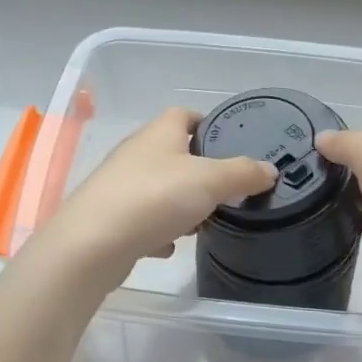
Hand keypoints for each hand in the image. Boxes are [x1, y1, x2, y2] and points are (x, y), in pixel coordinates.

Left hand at [32, 107, 276, 282]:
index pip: (184, 114)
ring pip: (159, 187)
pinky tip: (169, 246)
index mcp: (159, 133)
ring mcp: (119, 185)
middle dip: (199, 170)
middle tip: (225, 189)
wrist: (91, 245)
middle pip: (173, 153)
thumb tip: (269, 169)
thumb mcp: (210, 181)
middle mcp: (136, 153)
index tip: (230, 141)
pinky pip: (142, 218)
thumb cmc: (154, 198)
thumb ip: (242, 173)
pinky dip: (158, 230)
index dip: (207, 123)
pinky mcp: (109, 218)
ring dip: (180, 203)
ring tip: (202, 221)